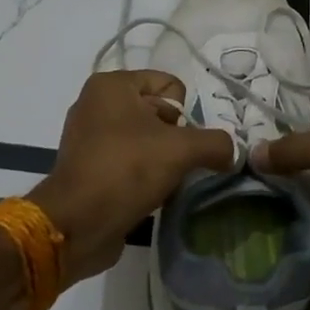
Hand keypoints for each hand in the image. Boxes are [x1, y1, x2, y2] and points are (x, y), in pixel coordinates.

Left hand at [30, 70, 234, 283]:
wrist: (76, 224)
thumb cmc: (126, 170)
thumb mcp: (181, 150)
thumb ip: (216, 143)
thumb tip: (233, 153)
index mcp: (112, 85)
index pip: (170, 85)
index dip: (184, 115)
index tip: (178, 142)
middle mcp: (96, 104)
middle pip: (160, 113)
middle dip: (176, 139)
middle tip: (175, 164)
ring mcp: (89, 137)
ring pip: (147, 140)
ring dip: (163, 161)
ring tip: (165, 183)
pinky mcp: (88, 168)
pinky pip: (130, 162)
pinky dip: (144, 176)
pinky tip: (151, 195)